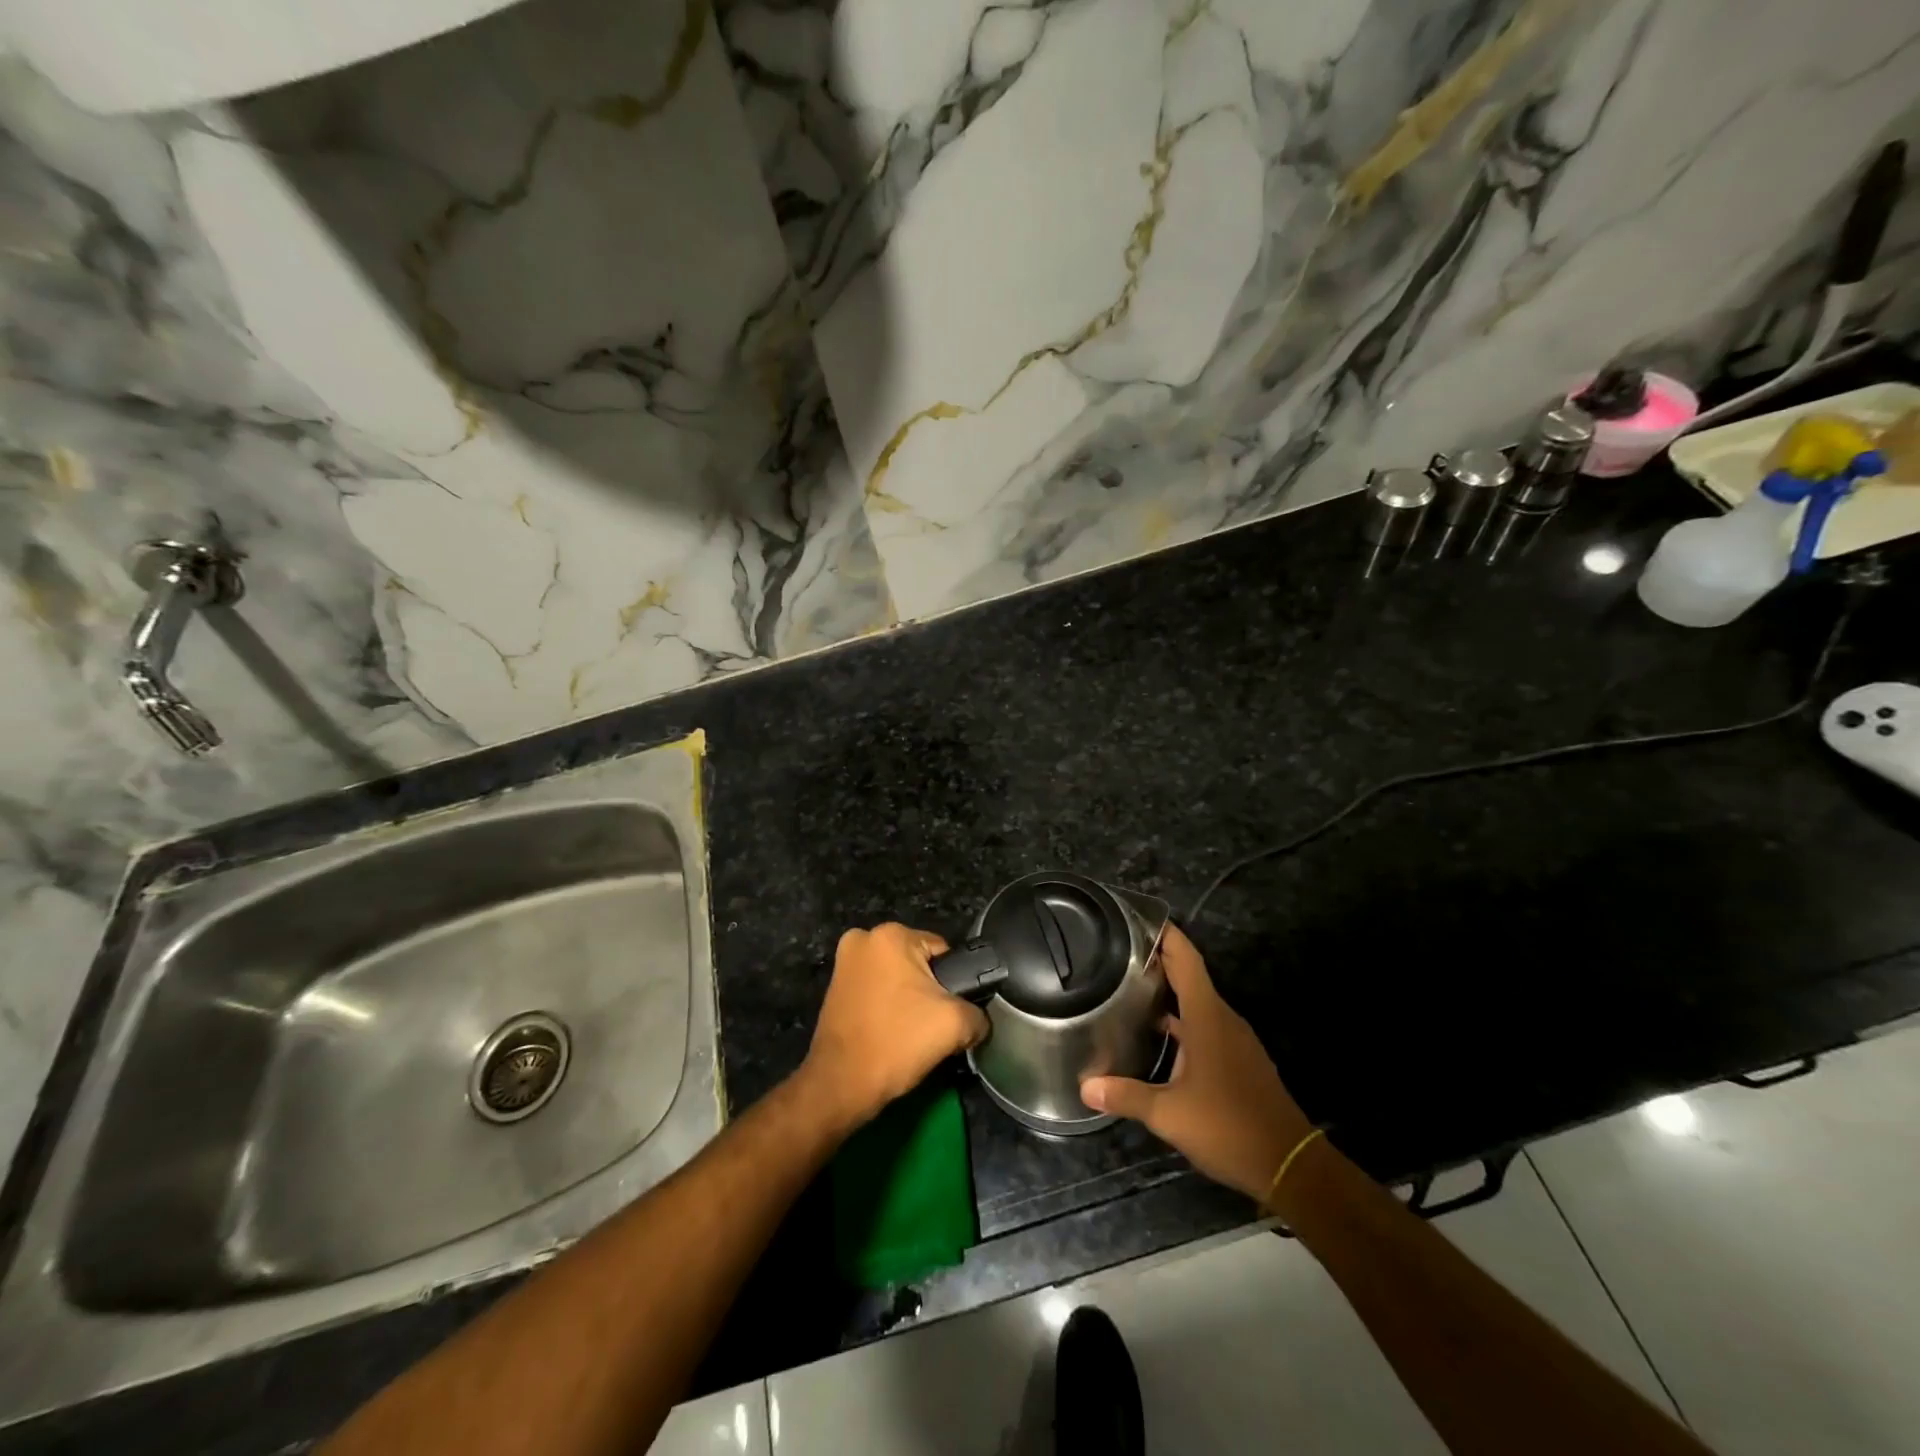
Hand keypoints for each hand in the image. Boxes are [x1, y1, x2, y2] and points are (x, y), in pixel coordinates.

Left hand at [802, 922, 989, 1129]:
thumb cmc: (898, 1042)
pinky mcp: (834, 988)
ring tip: (911, 1033)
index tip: (950, 1011)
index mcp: (891, 935)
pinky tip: (891, 1032)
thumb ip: (978, 1013)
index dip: (953, 983)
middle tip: (932, 1025)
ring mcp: (844, 963)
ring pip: (896, 978)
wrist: (842, 1084)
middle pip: (917, 964)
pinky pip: (876, 991)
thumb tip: (978, 1020)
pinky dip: (886, 1007)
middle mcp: (863, 939)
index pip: (943, 952)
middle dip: (928, 991)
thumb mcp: (955, 1024)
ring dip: (906, 1000)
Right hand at [1081, 924, 1311, 1202]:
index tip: (1140, 920)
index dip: (1167, 936)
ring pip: (1199, 1003)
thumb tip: (1085, 1087)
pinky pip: (1208, 1026)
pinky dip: (1184, 1020)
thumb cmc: (1228, 1127)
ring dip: (1171, 993)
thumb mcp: (1169, 1114)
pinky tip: (1162, 1036)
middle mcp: (1223, 1019)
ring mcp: (1235, 1040)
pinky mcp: (1240, 1060)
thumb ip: (1126, 1096)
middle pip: (1191, 977)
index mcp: (1207, 1017)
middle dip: (1160, 962)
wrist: (1290, 1165)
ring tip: (1133, 990)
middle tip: (1121, 955)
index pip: (1187, 960)